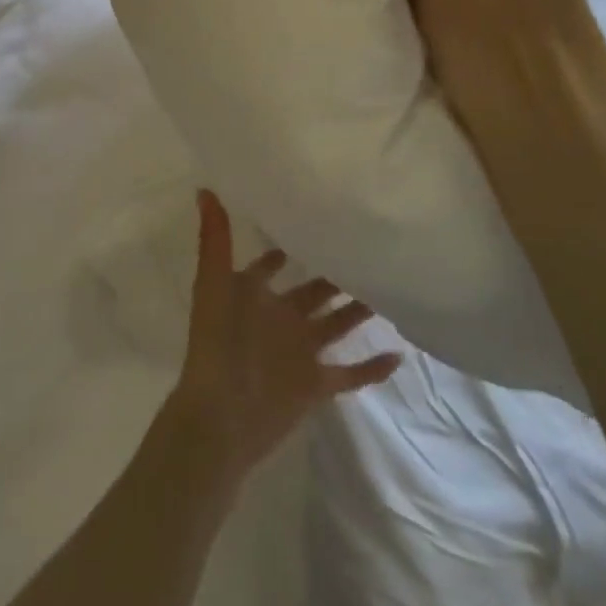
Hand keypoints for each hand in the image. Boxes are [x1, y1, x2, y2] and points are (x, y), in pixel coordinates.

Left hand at [168, 191, 400, 481]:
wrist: (220, 416)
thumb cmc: (216, 344)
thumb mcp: (213, 284)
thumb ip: (215, 239)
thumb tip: (206, 188)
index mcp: (254, 296)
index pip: (271, 264)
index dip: (287, 246)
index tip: (315, 221)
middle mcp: (279, 320)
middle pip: (314, 292)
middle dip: (335, 273)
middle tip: (369, 247)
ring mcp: (299, 353)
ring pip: (336, 325)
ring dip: (359, 310)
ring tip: (390, 285)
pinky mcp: (315, 385)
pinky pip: (350, 374)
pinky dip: (372, 368)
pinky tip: (399, 354)